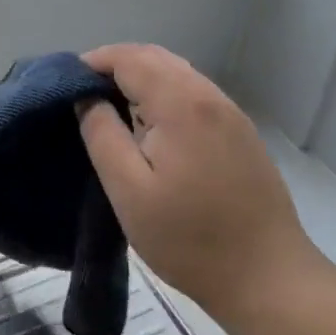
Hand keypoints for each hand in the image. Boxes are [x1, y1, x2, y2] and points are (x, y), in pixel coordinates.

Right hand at [77, 43, 318, 322]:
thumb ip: (102, 135)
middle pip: (155, 57)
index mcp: (181, 103)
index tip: (66, 84)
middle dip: (116, 64)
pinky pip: (194, 92)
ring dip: (141, 77)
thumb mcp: (129, 192)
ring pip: (177, 72)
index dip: (95, 61)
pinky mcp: (240, 131)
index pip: (130, 58)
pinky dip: (165, 92)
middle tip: (84, 93)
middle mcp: (209, 95)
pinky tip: (151, 125)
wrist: (268, 277)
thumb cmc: (189, 238)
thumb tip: (87, 98)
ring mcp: (230, 112)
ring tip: (112, 107)